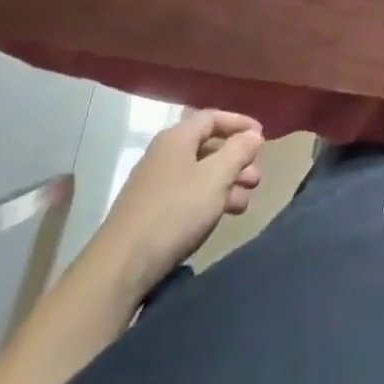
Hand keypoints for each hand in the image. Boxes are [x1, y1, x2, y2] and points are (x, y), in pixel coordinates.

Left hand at [97, 109, 265, 291]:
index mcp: (177, 138)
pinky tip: (221, 216)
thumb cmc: (175, 212)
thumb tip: (253, 135)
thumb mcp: (215, 178)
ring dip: (226, 182)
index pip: (213, 118)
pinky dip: (209, 199)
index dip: (239, 123)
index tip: (262, 137)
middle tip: (257, 177)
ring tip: (245, 201)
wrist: (121, 265)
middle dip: (236, 159)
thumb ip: (238, 152)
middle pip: (207, 146)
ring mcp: (155, 183)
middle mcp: (164, 154)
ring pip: (199, 173)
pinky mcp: (151, 211)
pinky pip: (188, 194)